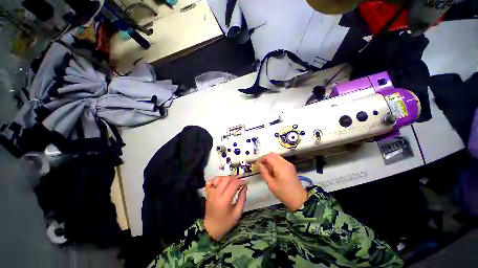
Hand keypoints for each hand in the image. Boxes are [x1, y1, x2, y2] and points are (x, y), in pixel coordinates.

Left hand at [203, 176, 246, 240]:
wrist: (210, 229)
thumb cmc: (225, 223)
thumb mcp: (237, 213)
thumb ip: (242, 198)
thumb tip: (245, 186)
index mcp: (224, 201)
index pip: (233, 185)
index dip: (241, 182)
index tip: (246, 183)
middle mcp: (216, 194)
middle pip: (226, 179)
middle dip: (235, 178)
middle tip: (240, 183)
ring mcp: (210, 192)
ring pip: (219, 178)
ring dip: (227, 178)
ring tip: (232, 182)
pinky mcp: (207, 192)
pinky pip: (211, 181)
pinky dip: (217, 179)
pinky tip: (222, 183)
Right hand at [257, 153, 307, 211]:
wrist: (298, 199)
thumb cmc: (283, 192)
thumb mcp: (271, 184)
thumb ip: (264, 172)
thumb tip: (259, 164)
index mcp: (280, 166)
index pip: (269, 157)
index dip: (262, 159)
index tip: (257, 164)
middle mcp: (285, 163)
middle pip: (273, 154)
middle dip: (266, 158)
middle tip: (261, 165)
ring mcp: (289, 164)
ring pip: (277, 157)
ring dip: (271, 160)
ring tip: (267, 169)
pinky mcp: (291, 167)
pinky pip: (281, 160)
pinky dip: (275, 162)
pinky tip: (273, 170)